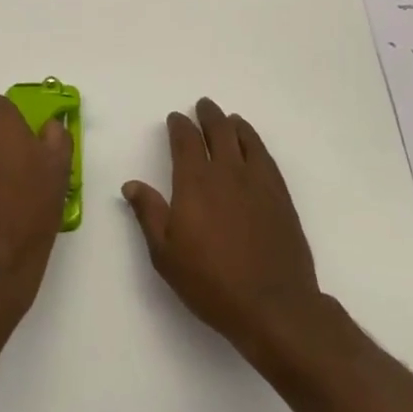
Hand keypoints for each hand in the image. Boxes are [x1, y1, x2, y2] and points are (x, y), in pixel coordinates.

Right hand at [122, 99, 325, 361]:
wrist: (273, 305)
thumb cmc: (211, 282)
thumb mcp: (166, 253)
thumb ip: (149, 213)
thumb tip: (132, 185)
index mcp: (195, 181)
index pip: (185, 140)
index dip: (179, 126)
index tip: (175, 119)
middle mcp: (227, 172)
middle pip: (218, 131)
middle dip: (208, 115)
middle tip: (204, 106)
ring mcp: (258, 182)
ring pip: (246, 139)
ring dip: (235, 125)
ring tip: (230, 119)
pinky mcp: (281, 196)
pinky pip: (266, 158)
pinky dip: (256, 144)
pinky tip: (254, 147)